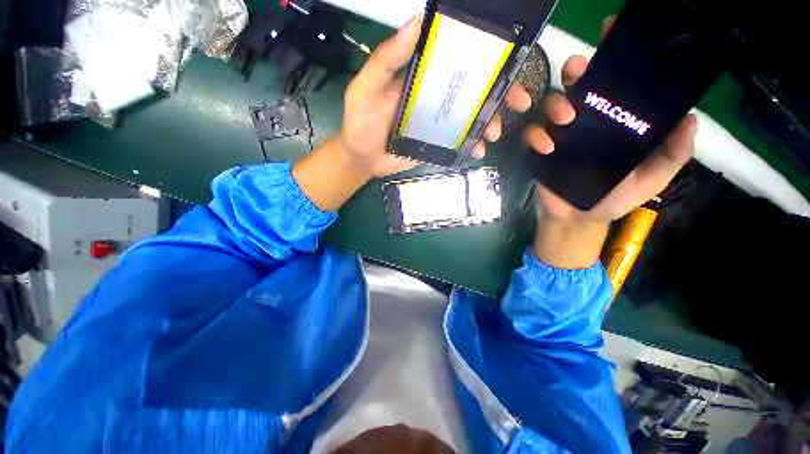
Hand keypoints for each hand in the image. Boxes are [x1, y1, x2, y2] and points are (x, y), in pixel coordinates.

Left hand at [340, 14, 531, 177]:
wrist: (362, 159)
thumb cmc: (361, 123)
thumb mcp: (367, 87)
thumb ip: (387, 59)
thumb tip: (416, 23)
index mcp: (423, 79)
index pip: (459, 64)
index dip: (485, 63)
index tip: (509, 66)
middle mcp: (435, 99)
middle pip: (474, 92)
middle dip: (501, 95)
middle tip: (520, 104)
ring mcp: (438, 124)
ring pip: (472, 118)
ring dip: (490, 122)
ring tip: (494, 133)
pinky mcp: (437, 145)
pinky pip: (460, 143)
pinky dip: (473, 145)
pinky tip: (479, 151)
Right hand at [524, 16, 696, 224]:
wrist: (578, 217)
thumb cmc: (616, 197)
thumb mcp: (652, 177)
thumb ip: (672, 153)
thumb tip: (690, 119)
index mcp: (615, 121)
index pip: (616, 84)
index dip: (614, 57)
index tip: (611, 34)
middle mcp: (588, 121)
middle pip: (579, 86)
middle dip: (577, 71)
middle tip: (578, 69)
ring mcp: (561, 134)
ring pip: (552, 105)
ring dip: (556, 103)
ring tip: (566, 117)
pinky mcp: (541, 149)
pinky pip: (533, 134)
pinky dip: (537, 136)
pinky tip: (547, 147)